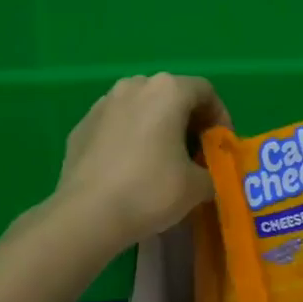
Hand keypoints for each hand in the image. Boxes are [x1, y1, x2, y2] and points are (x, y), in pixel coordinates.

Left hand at [52, 73, 229, 252]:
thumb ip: (212, 172)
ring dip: (158, 128)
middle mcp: (134, 87)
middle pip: (172, 96)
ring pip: (141, 108)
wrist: (87, 215)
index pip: (205, 92)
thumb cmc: (150, 191)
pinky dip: (130, 139)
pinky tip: (130, 170)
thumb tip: (206, 176)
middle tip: (195, 155)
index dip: (220, 118)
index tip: (220, 147)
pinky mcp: (82, 126)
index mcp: (167, 91)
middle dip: (188, 122)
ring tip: (163, 161)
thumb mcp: (198, 187)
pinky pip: (116, 125)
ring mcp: (103, 104)